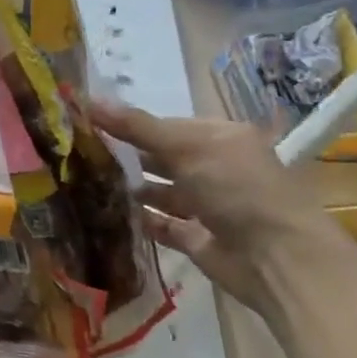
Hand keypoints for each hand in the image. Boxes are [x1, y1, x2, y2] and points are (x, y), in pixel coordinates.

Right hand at [84, 98, 342, 311]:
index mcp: (221, 139)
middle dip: (128, 155)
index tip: (89, 124)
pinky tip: (107, 214)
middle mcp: (215, 169)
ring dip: (131, 188)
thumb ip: (137, 126)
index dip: (131, 124)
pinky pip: (162, 225)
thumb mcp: (185, 147)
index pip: (168, 125)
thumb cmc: (236, 188)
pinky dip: (139, 220)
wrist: (277, 258)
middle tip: (79, 153)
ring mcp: (207, 205)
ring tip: (87, 183)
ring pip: (160, 191)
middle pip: (163, 157)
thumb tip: (88, 99)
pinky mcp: (197, 238)